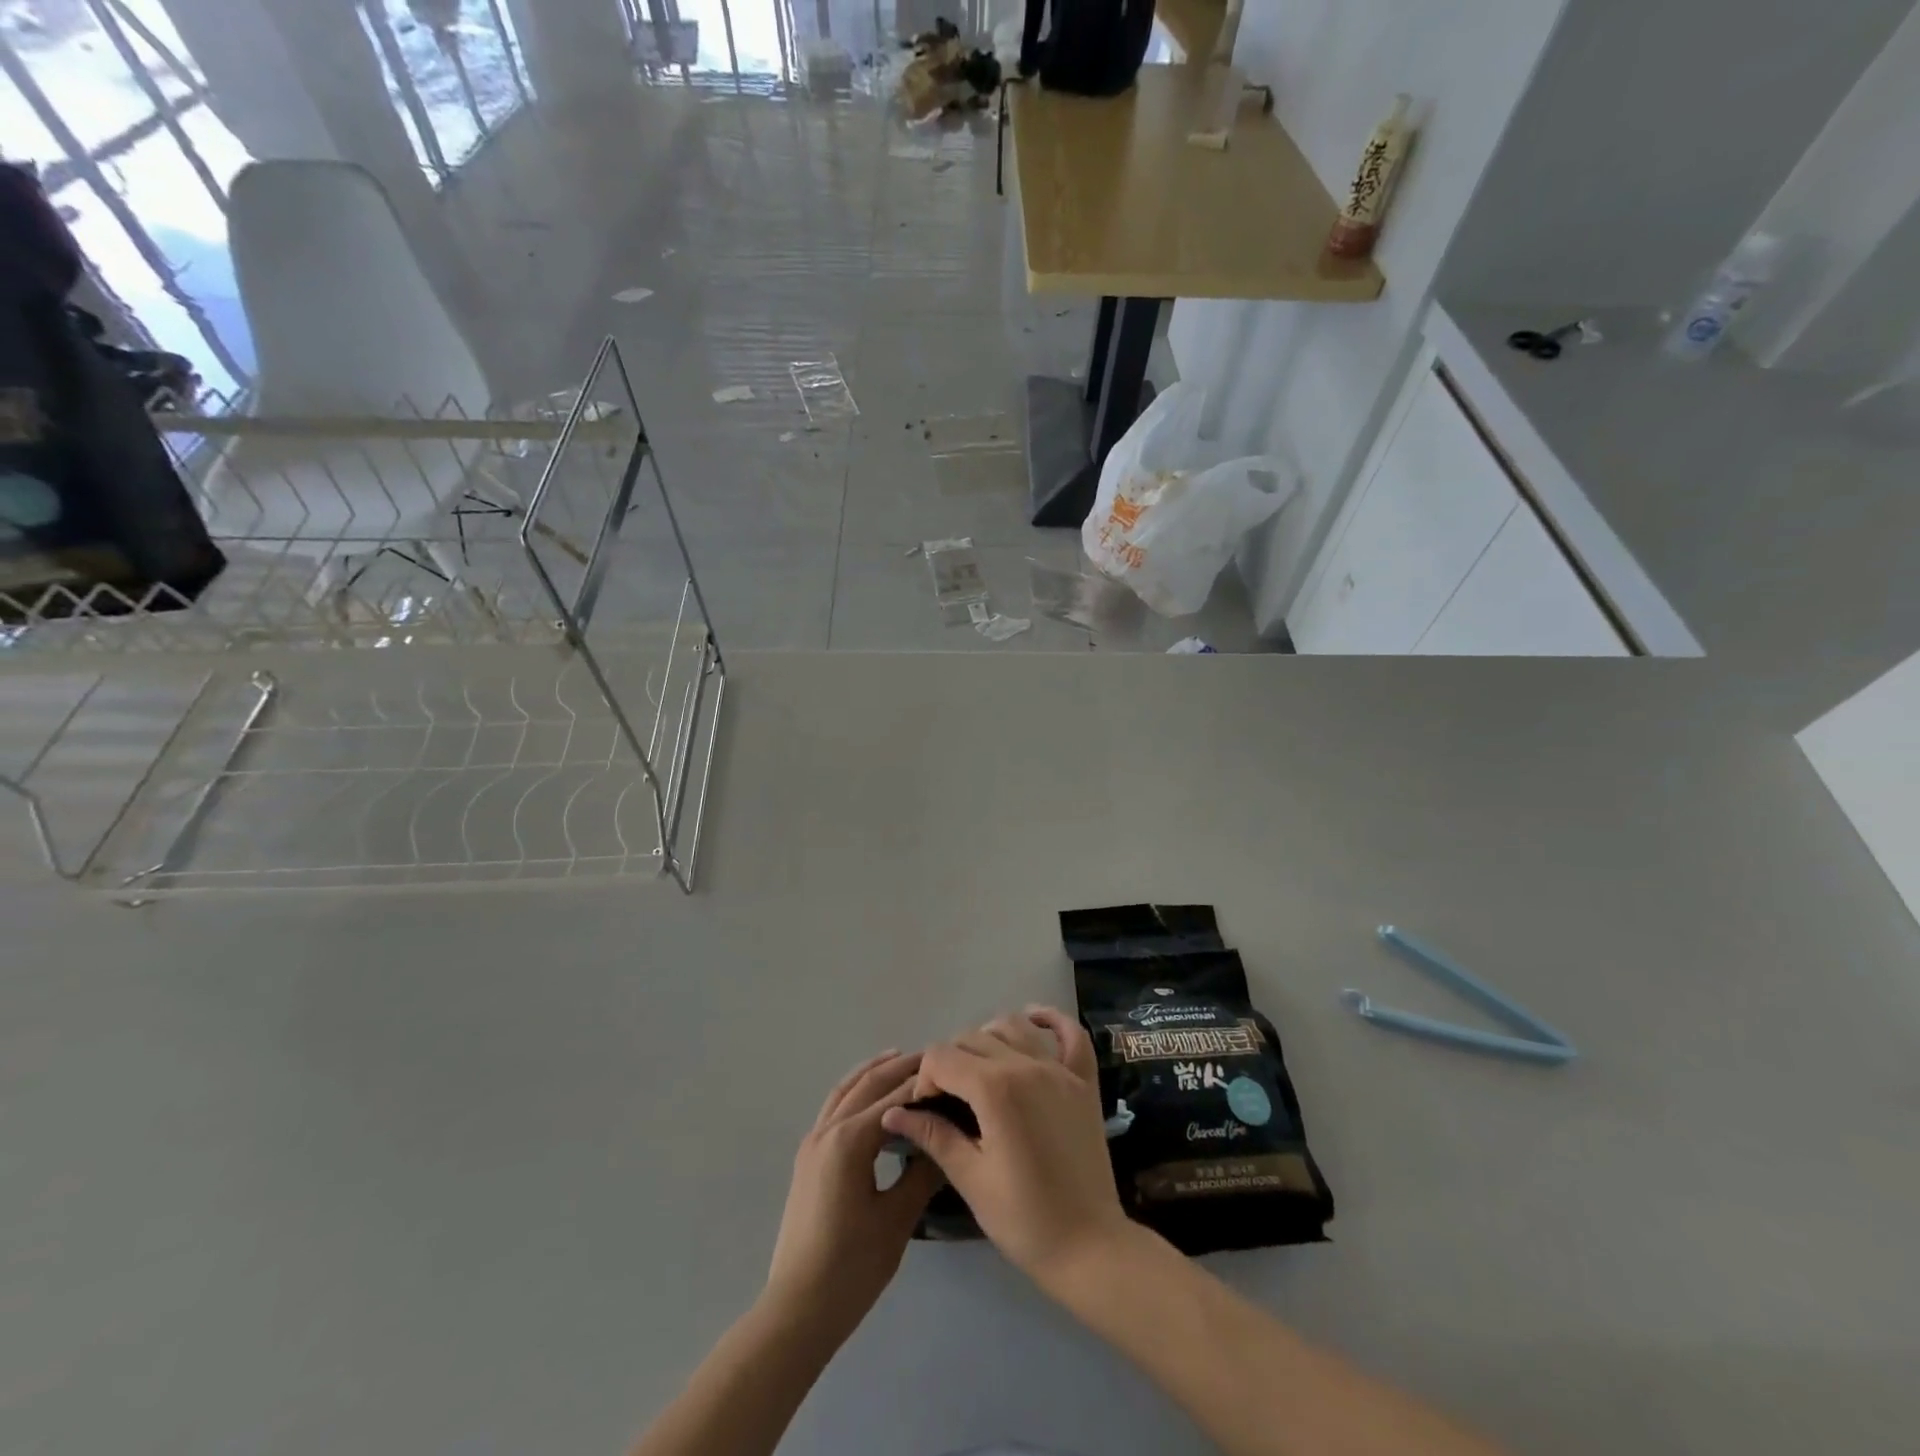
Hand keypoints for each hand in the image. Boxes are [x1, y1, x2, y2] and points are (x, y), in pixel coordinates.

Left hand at [765, 1050, 942, 1333]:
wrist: (797, 1309)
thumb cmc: (851, 1267)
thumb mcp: (896, 1220)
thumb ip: (922, 1174)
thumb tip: (945, 1141)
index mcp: (849, 1140)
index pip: (895, 1098)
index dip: (924, 1083)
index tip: (952, 1072)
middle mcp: (827, 1130)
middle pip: (868, 1085)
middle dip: (900, 1067)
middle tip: (933, 1057)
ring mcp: (813, 1143)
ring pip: (845, 1090)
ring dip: (873, 1072)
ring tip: (901, 1059)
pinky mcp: (808, 1158)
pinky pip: (834, 1107)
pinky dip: (855, 1091)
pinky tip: (870, 1097)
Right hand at [881, 1008, 1130, 1287]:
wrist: (1090, 1247)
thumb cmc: (1024, 1219)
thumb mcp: (970, 1178)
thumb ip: (933, 1135)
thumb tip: (892, 1112)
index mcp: (994, 1089)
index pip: (942, 1057)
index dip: (925, 1079)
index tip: (925, 1109)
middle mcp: (1026, 1065)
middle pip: (973, 1038)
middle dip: (951, 1061)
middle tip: (947, 1099)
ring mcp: (1059, 1068)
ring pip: (1013, 1026)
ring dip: (988, 1038)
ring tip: (980, 1070)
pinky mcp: (1083, 1080)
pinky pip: (1070, 1033)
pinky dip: (1051, 1019)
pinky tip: (1032, 1020)